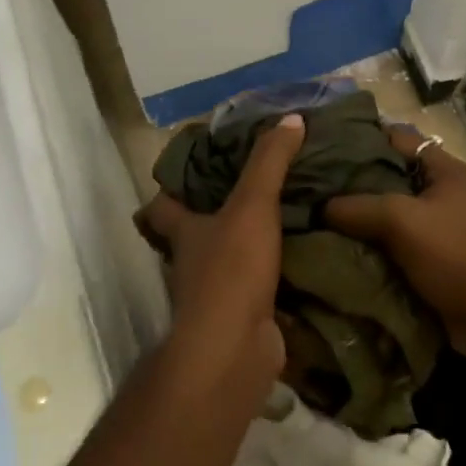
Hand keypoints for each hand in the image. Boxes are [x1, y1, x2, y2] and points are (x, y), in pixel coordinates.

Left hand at [136, 115, 304, 390]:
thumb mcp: (252, 205)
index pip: (162, 206)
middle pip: (195, 234)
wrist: (235, 347)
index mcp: (184, 232)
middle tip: (254, 191)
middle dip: (217, 216)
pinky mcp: (242, 319)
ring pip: (228, 263)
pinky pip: (259, 290)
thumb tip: (291, 118)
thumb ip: (270, 162)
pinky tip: (304, 262)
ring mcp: (216, 295)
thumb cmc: (231, 269)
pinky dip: (274, 278)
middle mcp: (193, 262)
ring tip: (289, 221)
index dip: (169, 189)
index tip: (191, 169)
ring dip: (250, 247)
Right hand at [324, 126, 465, 367]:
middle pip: (387, 173)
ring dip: (356, 213)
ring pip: (385, 209)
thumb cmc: (452, 256)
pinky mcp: (426, 253)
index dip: (361, 136)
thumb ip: (358, 206)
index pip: (396, 137)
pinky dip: (366, 240)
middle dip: (352, 178)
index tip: (323, 144)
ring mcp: (433, 224)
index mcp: (443, 169)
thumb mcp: (402, 220)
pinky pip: (388, 239)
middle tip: (311, 181)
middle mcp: (438, 191)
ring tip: (314, 211)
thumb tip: (321, 207)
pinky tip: (333, 242)